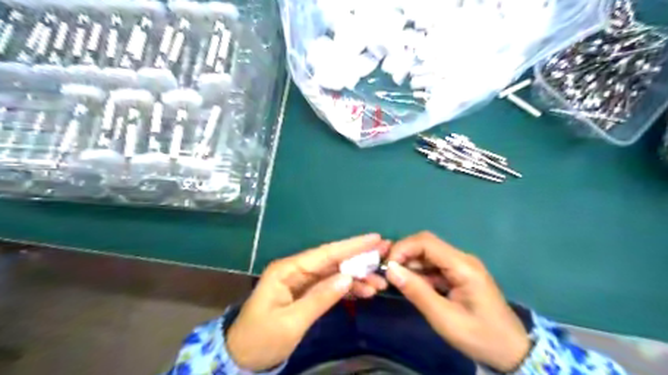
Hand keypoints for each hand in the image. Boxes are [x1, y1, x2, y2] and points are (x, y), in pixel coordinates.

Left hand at [228, 234, 388, 370]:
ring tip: (379, 283)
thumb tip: (347, 278)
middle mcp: (297, 270)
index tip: (375, 238)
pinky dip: (348, 288)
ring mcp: (302, 281)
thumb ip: (320, 298)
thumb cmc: (261, 339)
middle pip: (333, 260)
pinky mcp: (306, 293)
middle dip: (359, 259)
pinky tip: (365, 292)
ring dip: (357, 277)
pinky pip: (331, 286)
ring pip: (335, 273)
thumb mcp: (291, 322)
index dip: (351, 245)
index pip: (325, 253)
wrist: (242, 358)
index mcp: (288, 270)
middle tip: (386, 257)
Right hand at [384, 232, 529, 371]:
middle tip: (388, 274)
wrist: (512, 352)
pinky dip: (419, 273)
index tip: (387, 266)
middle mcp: (461, 259)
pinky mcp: (458, 274)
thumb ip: (417, 292)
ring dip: (410, 264)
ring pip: (427, 255)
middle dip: (404, 255)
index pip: (426, 242)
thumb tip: (391, 270)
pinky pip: (433, 266)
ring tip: (397, 282)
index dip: (403, 248)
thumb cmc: (480, 336)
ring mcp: (460, 266)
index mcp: (463, 266)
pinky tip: (412, 286)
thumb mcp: (444, 318)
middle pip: (426, 245)